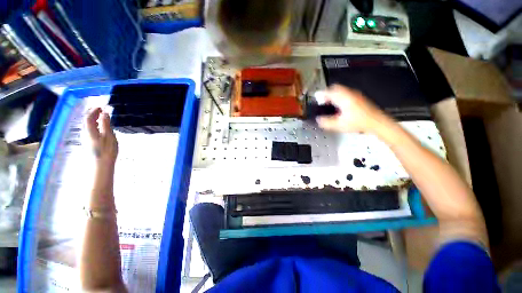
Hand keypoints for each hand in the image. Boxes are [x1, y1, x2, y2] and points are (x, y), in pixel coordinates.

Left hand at [86, 108, 117, 165]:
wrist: (101, 165)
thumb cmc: (107, 150)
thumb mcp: (109, 136)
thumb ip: (105, 124)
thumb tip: (104, 113)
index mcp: (90, 130)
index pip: (89, 117)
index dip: (94, 111)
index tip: (101, 107)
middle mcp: (85, 133)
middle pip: (86, 121)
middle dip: (93, 114)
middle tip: (101, 111)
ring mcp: (86, 139)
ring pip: (87, 126)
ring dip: (93, 120)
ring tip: (101, 118)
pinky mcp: (89, 143)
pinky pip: (90, 131)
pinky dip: (94, 126)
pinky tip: (100, 128)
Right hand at [316, 85, 387, 133]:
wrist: (376, 122)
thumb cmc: (360, 122)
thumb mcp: (339, 124)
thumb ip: (326, 122)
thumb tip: (319, 120)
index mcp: (343, 98)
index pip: (329, 92)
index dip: (320, 95)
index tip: (316, 98)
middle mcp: (349, 93)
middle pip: (335, 88)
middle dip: (327, 93)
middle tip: (322, 100)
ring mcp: (355, 94)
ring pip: (341, 90)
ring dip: (333, 95)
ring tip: (329, 103)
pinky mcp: (359, 97)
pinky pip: (346, 93)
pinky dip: (339, 97)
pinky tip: (339, 106)